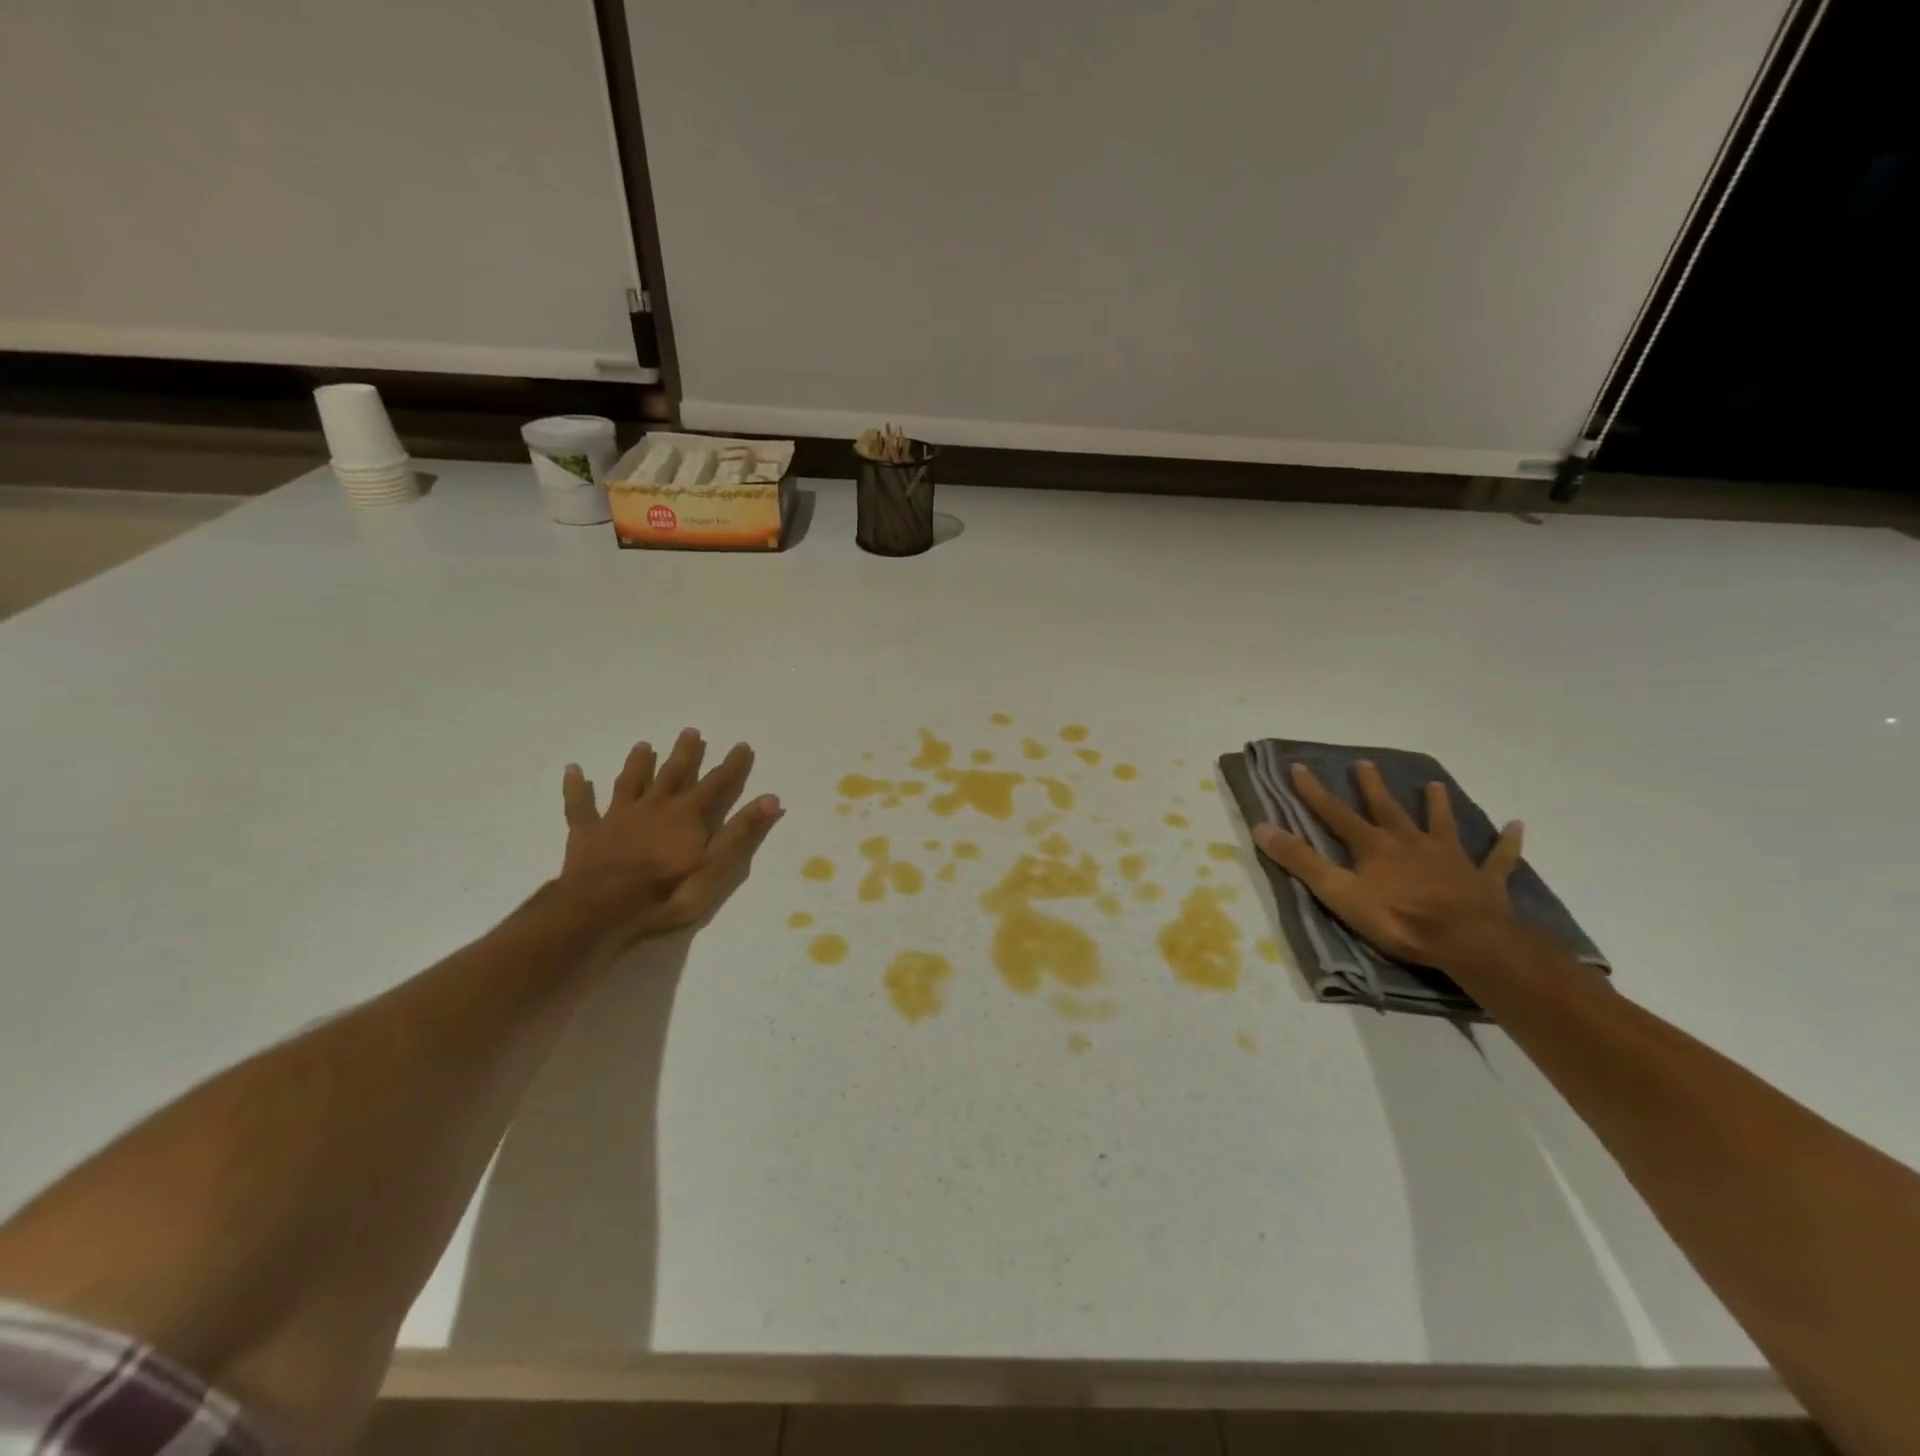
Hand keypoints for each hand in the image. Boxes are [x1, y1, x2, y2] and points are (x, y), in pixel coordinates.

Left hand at [557, 728, 782, 951]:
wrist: (604, 908)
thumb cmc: (667, 892)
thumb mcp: (715, 866)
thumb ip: (741, 831)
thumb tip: (771, 798)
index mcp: (687, 815)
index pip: (716, 785)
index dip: (731, 766)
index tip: (742, 745)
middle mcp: (655, 806)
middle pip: (673, 775)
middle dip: (685, 754)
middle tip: (690, 731)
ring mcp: (619, 817)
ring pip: (631, 783)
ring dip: (638, 764)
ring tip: (643, 745)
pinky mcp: (588, 832)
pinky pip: (580, 806)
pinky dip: (577, 788)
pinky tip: (574, 770)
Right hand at [1253, 761, 1523, 971]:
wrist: (1467, 942)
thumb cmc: (1397, 918)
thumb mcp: (1337, 892)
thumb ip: (1300, 861)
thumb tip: (1261, 827)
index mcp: (1374, 846)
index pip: (1336, 813)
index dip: (1314, 791)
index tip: (1298, 767)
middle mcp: (1410, 843)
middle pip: (1388, 809)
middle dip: (1372, 787)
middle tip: (1365, 764)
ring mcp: (1450, 859)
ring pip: (1441, 824)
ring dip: (1436, 805)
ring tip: (1434, 785)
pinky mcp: (1484, 880)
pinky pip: (1497, 858)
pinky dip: (1506, 843)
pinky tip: (1516, 826)